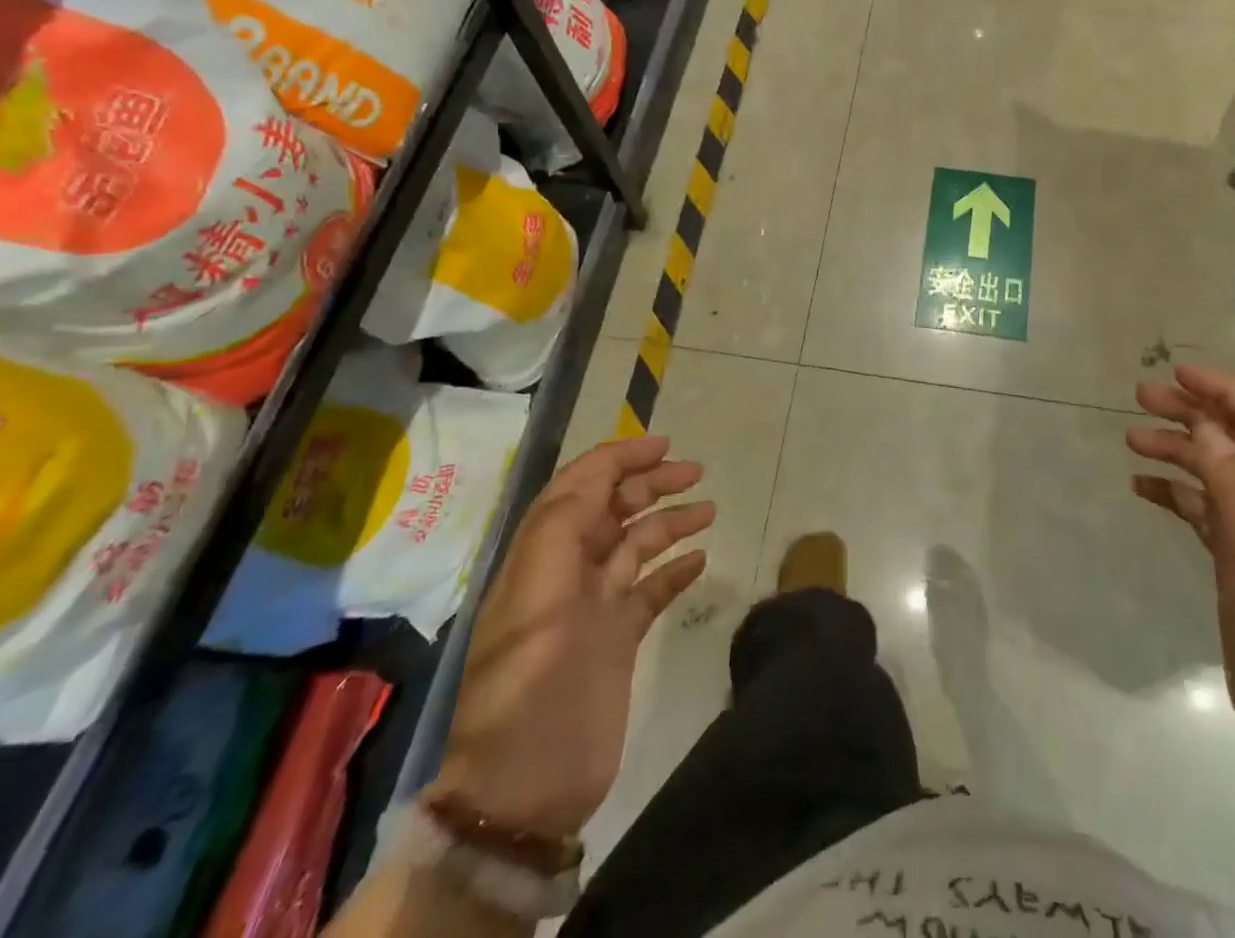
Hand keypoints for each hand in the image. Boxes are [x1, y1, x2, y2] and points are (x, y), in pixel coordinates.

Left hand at [432, 436, 713, 837]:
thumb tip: (603, 475)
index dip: (619, 458)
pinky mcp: (618, 640)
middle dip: (651, 483)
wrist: (525, 788)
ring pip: (637, 546)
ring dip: (670, 522)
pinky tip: (701, 562)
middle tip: (696, 472)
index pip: (580, 487)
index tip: (664, 445)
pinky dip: (675, 571)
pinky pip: (651, 590)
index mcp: (542, 556)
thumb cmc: (528, 685)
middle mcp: (569, 573)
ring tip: (709, 511)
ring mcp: (595, 607)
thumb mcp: (536, 597)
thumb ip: (562, 529)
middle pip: (612, 510)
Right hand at [1127, 366, 1234, 766]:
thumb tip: (1205, 425)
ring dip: (1177, 450)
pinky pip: (1202, 512)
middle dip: (1191, 412)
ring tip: (1131, 439)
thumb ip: (1232, 476)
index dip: (1223, 389)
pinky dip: (1174, 493)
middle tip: (1139, 397)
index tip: (1176, 374)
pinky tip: (1143, 489)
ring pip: (1214, 473)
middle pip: (1234, 439)